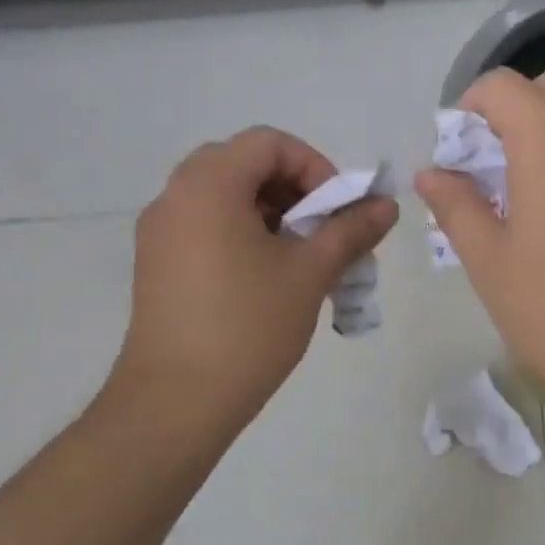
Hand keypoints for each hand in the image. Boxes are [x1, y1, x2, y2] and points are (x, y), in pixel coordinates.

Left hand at [99, 127, 397, 446]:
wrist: (176, 401)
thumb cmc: (248, 326)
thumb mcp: (310, 273)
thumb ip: (351, 230)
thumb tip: (387, 205)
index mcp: (209, 186)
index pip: (269, 143)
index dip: (314, 166)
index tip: (336, 210)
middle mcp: (176, 196)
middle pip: (245, 164)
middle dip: (295, 189)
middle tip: (322, 229)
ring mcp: (160, 232)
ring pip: (225, 197)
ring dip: (272, 213)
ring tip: (303, 258)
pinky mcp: (157, 263)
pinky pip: (207, 226)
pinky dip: (244, 233)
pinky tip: (269, 278)